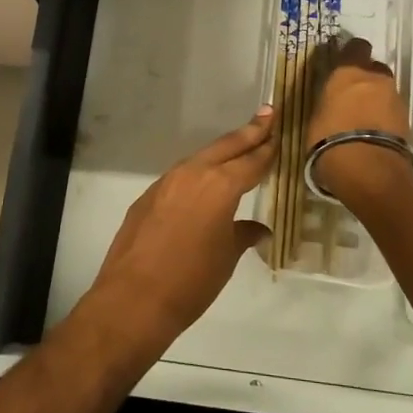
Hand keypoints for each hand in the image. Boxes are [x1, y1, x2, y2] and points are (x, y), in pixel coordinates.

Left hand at [79, 109, 275, 359]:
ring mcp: (166, 183)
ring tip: (239, 145)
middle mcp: (193, 174)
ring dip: (222, 151)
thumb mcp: (226, 257)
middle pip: (226, 147)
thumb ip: (242, 234)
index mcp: (220, 185)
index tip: (278, 134)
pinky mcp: (148, 196)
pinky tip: (204, 182)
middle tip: (267, 114)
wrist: (134, 298)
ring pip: (201, 158)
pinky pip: (181, 176)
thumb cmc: (191, 280)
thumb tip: (257, 229)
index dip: (267, 148)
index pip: (251, 161)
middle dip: (248, 132)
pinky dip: (198, 172)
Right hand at [304, 37, 412, 201]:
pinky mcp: (407, 120)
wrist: (367, 168)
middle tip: (353, 95)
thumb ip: (328, 103)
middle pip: (374, 69)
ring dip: (377, 99)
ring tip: (363, 119)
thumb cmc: (329, 139)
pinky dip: (385, 117)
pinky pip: (392, 111)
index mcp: (349, 72)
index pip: (355, 47)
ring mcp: (395, 98)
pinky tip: (373, 133)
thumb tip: (331, 104)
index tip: (343, 64)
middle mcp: (375, 78)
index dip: (351, 54)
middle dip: (366, 79)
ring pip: (385, 90)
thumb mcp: (317, 117)